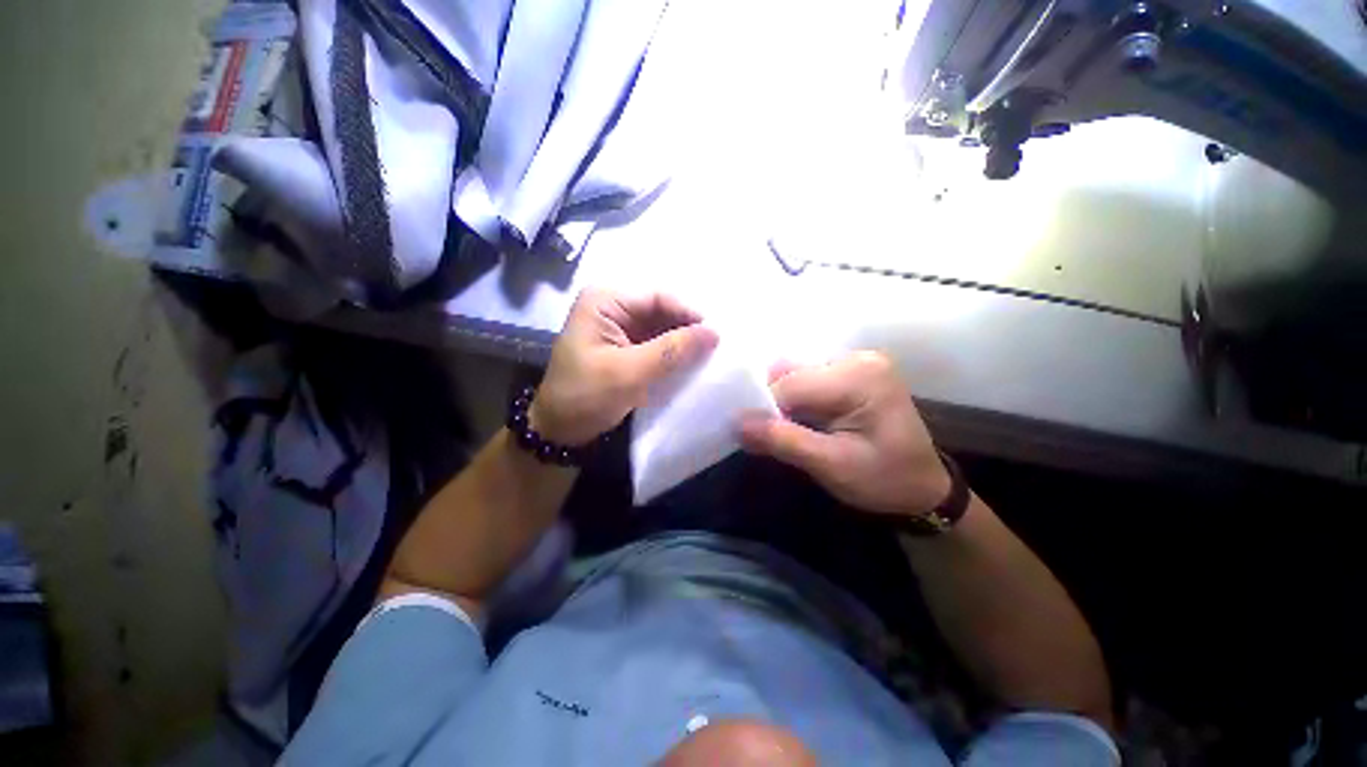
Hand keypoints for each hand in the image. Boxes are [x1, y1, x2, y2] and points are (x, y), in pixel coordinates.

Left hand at [534, 289, 718, 445]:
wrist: (560, 430)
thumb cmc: (586, 396)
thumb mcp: (629, 373)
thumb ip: (671, 351)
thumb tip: (714, 333)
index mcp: (605, 302)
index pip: (657, 298)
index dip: (689, 314)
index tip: (716, 336)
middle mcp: (613, 308)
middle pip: (661, 312)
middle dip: (687, 330)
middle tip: (716, 348)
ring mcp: (619, 329)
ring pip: (662, 329)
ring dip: (682, 343)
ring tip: (709, 357)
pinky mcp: (625, 348)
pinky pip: (656, 345)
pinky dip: (673, 355)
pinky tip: (691, 365)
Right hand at [739, 351, 950, 517]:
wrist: (923, 488)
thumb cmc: (885, 480)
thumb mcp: (832, 466)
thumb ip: (783, 441)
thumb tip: (736, 423)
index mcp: (860, 377)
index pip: (792, 385)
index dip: (763, 408)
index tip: (747, 434)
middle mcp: (858, 358)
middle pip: (792, 375)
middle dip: (771, 405)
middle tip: (760, 435)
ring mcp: (855, 362)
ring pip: (795, 376)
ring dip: (781, 402)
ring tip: (778, 429)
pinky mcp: (850, 372)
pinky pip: (806, 379)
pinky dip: (793, 400)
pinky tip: (794, 420)